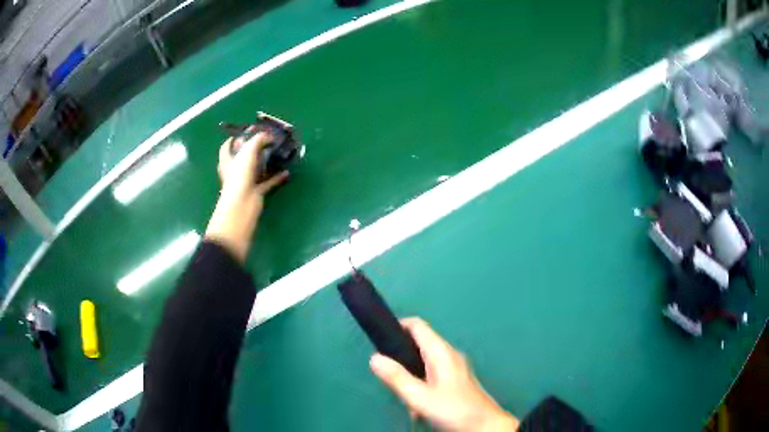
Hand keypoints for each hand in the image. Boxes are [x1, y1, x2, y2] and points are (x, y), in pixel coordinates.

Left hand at [205, 133, 288, 261]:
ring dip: (266, 163)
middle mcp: (235, 171)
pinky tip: (286, 172)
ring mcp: (245, 182)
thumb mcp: (248, 151)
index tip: (247, 132)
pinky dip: (276, 177)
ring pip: (256, 169)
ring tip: (277, 154)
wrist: (242, 205)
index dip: (234, 139)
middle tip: (267, 141)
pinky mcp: (256, 192)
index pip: (227, 147)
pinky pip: (268, 182)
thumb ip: (258, 140)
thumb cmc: (239, 175)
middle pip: (243, 157)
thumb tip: (268, 136)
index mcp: (227, 161)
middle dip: (254, 149)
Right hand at [370, 318, 518, 431]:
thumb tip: (375, 358)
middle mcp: (449, 355)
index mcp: (441, 352)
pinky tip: (419, 407)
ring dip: (410, 377)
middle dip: (401, 358)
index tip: (379, 340)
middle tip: (388, 377)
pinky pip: (432, 375)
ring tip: (404, 397)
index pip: (417, 325)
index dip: (397, 326)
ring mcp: (455, 367)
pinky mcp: (457, 380)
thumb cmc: (453, 409)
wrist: (485, 426)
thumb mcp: (419, 397)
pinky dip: (421, 385)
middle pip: (419, 344)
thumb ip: (396, 377)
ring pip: (424, 363)